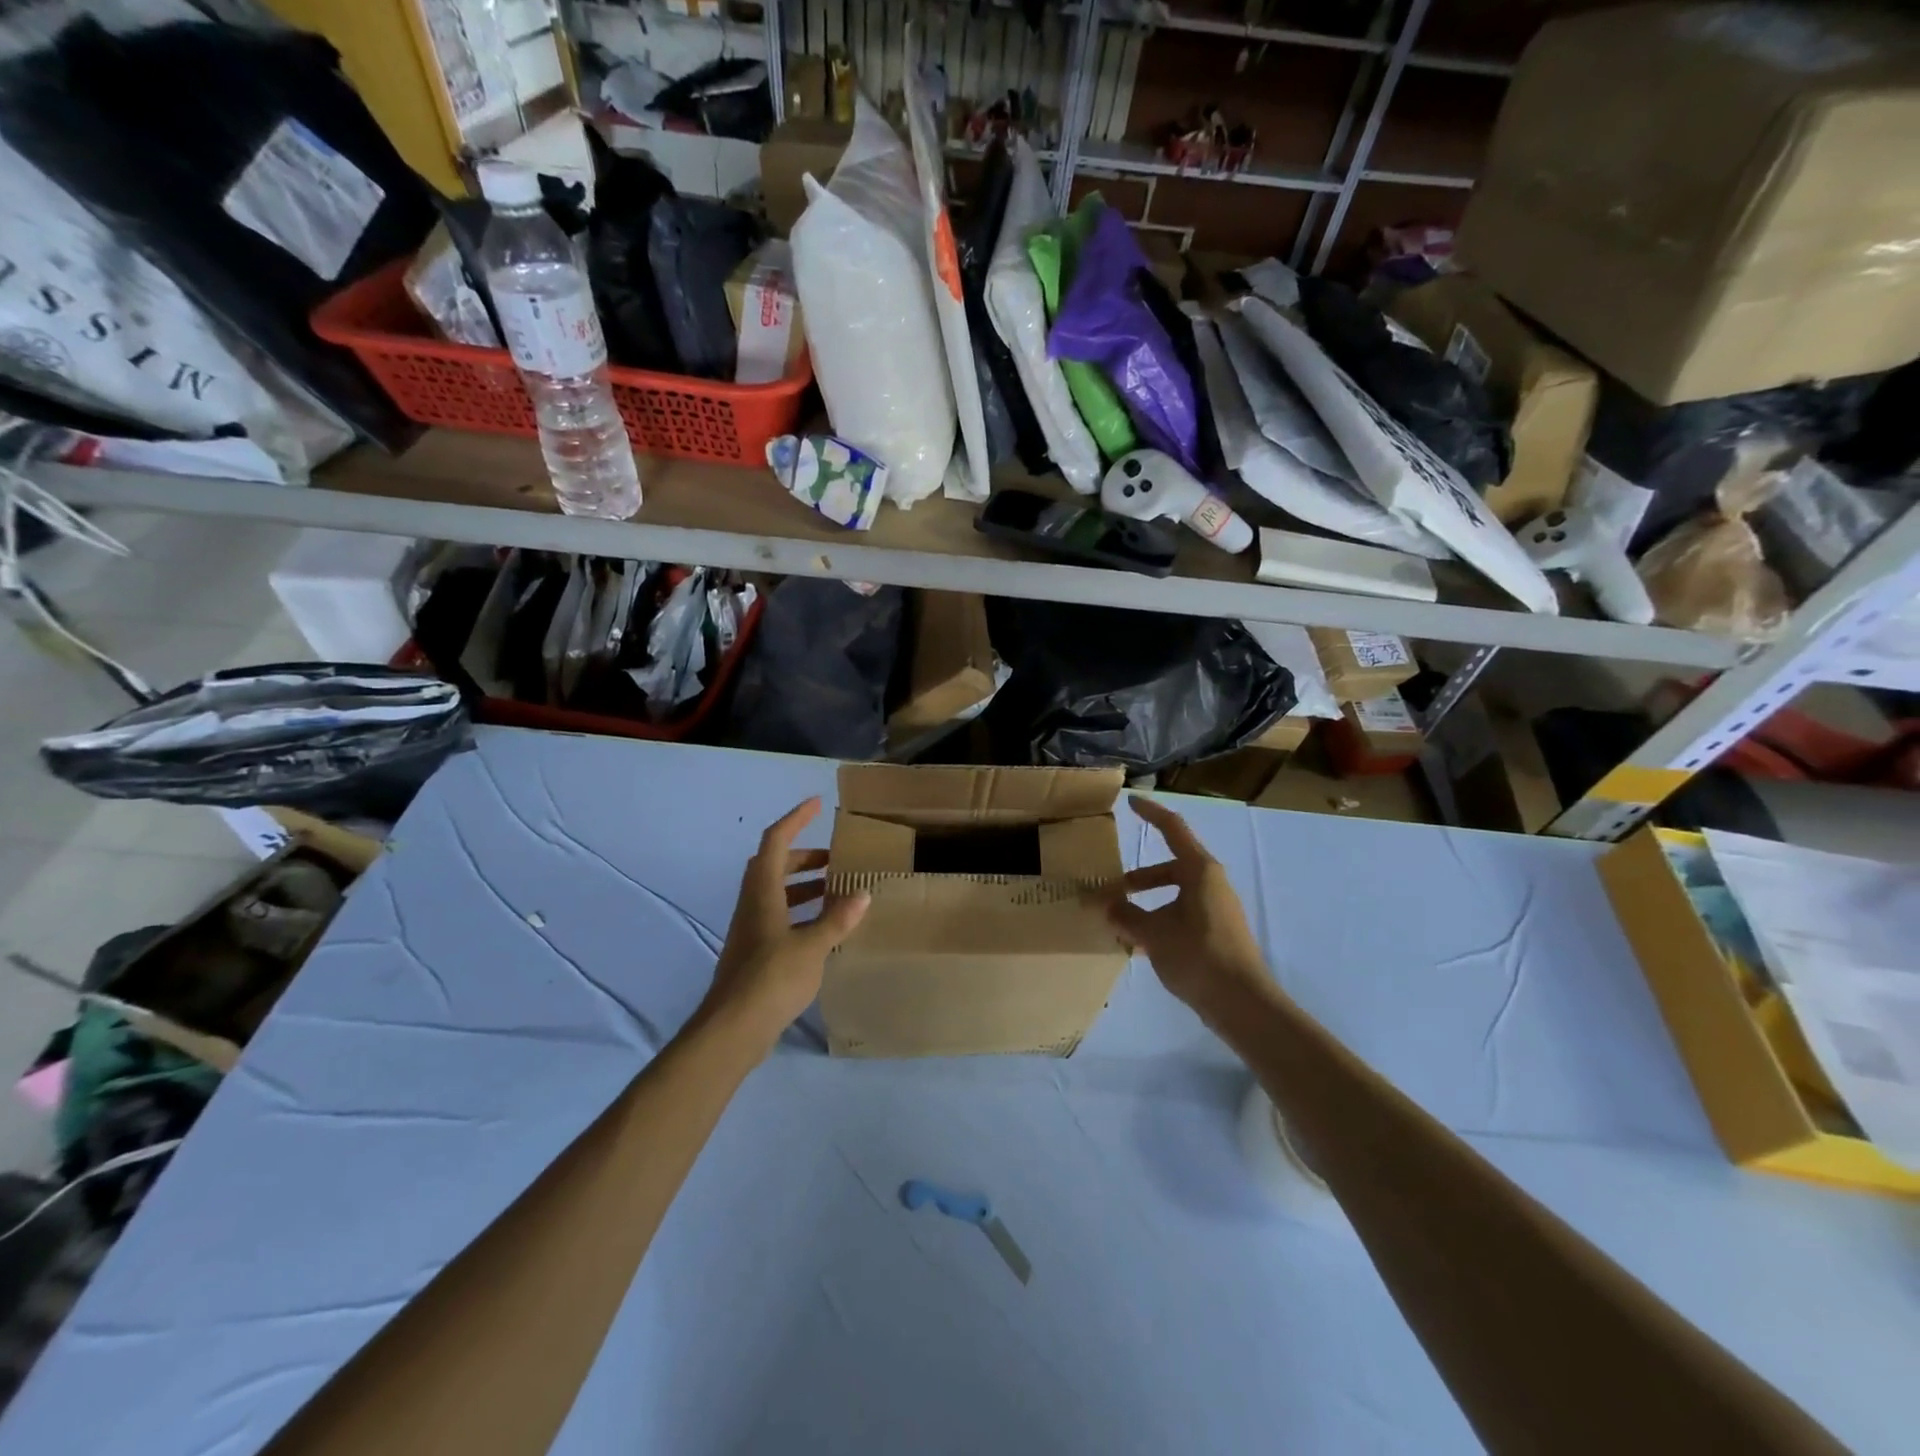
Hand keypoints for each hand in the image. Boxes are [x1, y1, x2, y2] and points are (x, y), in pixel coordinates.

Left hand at [703, 798, 868, 1047]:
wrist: (732, 1028)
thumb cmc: (771, 978)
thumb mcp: (812, 946)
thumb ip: (836, 919)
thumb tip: (862, 894)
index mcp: (763, 892)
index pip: (776, 841)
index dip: (795, 819)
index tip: (817, 805)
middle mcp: (753, 904)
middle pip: (774, 865)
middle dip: (804, 855)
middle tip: (834, 858)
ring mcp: (750, 929)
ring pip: (775, 892)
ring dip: (802, 884)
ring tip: (835, 890)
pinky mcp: (754, 952)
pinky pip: (778, 916)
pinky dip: (800, 911)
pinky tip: (823, 928)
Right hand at [1103, 796, 1273, 1017]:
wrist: (1243, 1004)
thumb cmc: (1198, 956)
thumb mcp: (1153, 933)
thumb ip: (1125, 915)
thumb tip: (1106, 905)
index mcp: (1199, 871)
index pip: (1172, 828)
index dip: (1150, 813)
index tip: (1130, 802)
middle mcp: (1211, 883)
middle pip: (1169, 867)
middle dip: (1137, 878)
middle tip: (1110, 891)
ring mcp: (1216, 909)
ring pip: (1174, 894)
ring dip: (1146, 903)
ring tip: (1119, 924)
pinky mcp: (1216, 933)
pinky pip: (1181, 915)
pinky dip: (1159, 921)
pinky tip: (1139, 946)